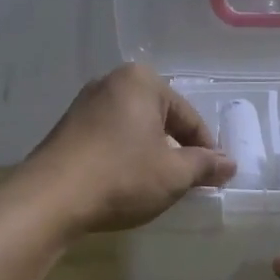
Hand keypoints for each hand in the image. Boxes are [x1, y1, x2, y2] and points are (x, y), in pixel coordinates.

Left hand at [23, 63, 236, 233]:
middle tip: (187, 181)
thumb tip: (229, 163)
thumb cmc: (121, 177)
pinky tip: (125, 182)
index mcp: (141, 81)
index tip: (214, 177)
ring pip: (133, 128)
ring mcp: (84, 104)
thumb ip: (204, 165)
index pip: (187, 117)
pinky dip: (124, 156)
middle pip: (159, 118)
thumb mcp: (173, 174)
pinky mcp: (67, 127)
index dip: (205, 149)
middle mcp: (111, 82)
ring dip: (149, 153)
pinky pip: (109, 137)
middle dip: (175, 149)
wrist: (50, 198)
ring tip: (157, 184)